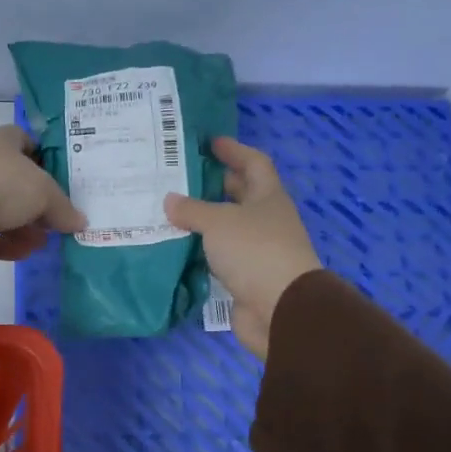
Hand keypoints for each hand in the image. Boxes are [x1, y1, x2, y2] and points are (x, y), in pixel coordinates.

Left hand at [0, 124, 86, 260]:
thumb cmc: (4, 183)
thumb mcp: (44, 193)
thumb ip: (63, 208)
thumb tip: (80, 222)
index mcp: (4, 142)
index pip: (28, 143)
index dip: (46, 159)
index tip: (63, 180)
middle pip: (18, 183)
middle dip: (38, 203)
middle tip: (58, 221)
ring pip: (3, 210)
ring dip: (24, 228)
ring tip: (44, 243)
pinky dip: (6, 244)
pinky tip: (25, 253)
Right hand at [165, 138, 321, 359]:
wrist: (280, 309)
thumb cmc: (255, 251)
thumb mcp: (219, 222)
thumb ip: (192, 209)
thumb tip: (170, 200)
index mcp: (268, 197)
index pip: (254, 163)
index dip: (234, 150)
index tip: (210, 142)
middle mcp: (266, 221)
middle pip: (241, 196)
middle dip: (215, 185)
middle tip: (181, 178)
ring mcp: (257, 251)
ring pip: (227, 228)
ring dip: (204, 220)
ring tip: (171, 212)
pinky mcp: (245, 278)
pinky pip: (219, 256)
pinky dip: (201, 250)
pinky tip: (176, 247)